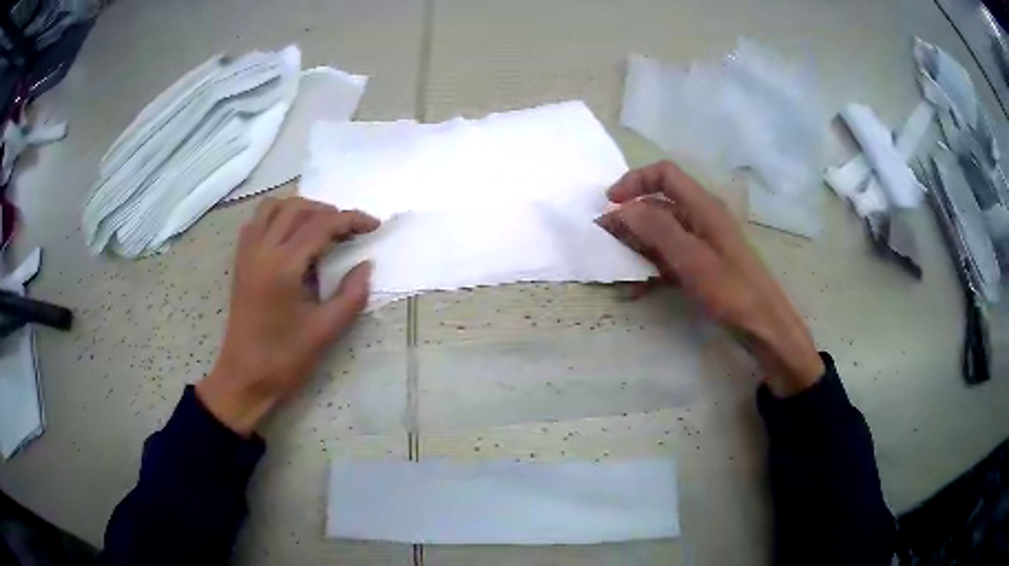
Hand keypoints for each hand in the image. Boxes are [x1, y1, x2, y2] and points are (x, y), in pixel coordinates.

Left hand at [196, 197, 379, 434]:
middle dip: (328, 211)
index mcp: (284, 265)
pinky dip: (278, 217)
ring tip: (320, 227)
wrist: (244, 377)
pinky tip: (291, 236)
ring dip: (301, 209)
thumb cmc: (285, 358)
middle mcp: (262, 249)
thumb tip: (366, 265)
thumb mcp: (325, 331)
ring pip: (274, 207)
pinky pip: (258, 221)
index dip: (351, 219)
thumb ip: (351, 295)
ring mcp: (248, 253)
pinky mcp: (240, 261)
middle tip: (350, 231)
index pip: (321, 224)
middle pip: (298, 208)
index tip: (374, 226)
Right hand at [600, 162, 823, 396]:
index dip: (634, 181)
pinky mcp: (703, 265)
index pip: (665, 174)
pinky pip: (671, 256)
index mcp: (703, 207)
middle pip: (660, 203)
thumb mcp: (691, 258)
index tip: (609, 204)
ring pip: (663, 232)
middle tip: (605, 239)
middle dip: (630, 217)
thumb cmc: (731, 290)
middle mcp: (702, 218)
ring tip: (617, 266)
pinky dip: (652, 266)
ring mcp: (704, 242)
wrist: (764, 326)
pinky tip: (637, 288)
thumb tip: (622, 209)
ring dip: (638, 244)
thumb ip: (656, 228)